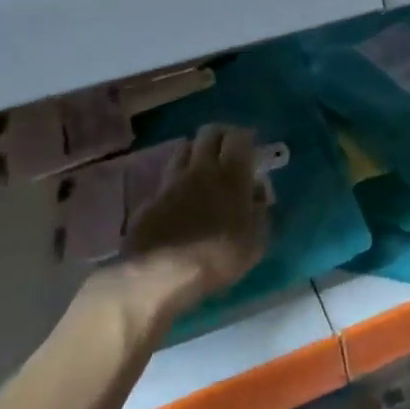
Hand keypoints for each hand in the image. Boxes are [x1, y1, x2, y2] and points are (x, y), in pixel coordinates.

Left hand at [123, 125, 269, 316]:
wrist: (157, 275)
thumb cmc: (216, 258)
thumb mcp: (256, 242)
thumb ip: (261, 211)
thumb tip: (257, 192)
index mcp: (231, 175)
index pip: (239, 137)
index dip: (246, 137)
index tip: (252, 147)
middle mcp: (200, 169)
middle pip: (208, 133)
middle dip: (221, 136)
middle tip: (228, 150)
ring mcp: (171, 182)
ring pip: (183, 149)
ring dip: (196, 152)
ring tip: (203, 168)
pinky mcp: (149, 199)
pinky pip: (166, 178)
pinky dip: (176, 180)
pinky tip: (180, 198)